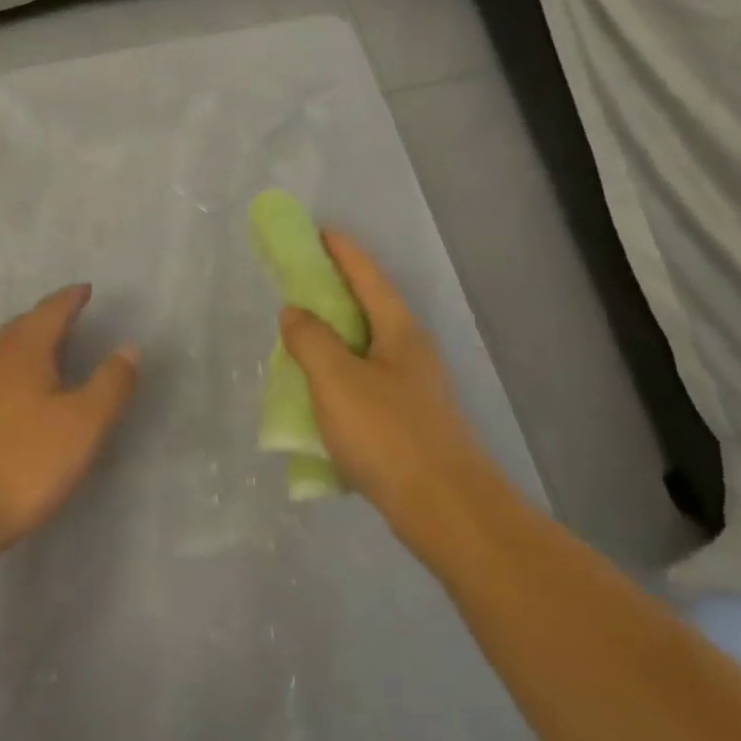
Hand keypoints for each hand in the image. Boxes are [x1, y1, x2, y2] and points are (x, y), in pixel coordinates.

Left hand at [0, 285, 138, 562]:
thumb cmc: (22, 463)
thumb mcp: (83, 425)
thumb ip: (110, 384)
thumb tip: (128, 347)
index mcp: (24, 351)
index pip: (51, 311)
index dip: (71, 299)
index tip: (86, 290)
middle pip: (22, 326)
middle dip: (46, 317)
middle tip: (68, 316)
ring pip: (1, 349)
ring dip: (25, 341)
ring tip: (45, 348)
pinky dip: (9, 367)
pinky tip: (14, 390)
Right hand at [278, 230, 495, 537]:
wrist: (445, 510)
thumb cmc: (387, 434)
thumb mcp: (336, 380)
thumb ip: (310, 340)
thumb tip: (294, 312)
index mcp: (398, 331)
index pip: (367, 276)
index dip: (341, 251)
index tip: (319, 231)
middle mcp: (411, 352)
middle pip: (369, 309)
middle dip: (335, 293)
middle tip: (299, 285)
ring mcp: (414, 389)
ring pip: (366, 350)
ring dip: (335, 339)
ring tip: (301, 341)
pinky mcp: (409, 423)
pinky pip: (366, 385)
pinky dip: (340, 379)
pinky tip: (320, 399)